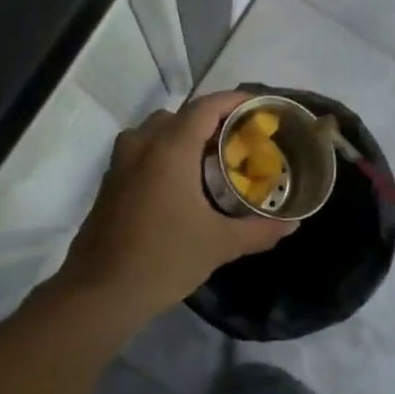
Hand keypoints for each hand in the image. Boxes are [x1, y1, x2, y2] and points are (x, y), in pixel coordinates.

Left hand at [58, 91, 293, 323]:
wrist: (100, 292)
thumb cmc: (164, 260)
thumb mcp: (219, 245)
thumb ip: (259, 230)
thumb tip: (293, 224)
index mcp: (169, 150)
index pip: (205, 107)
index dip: (233, 101)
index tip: (258, 107)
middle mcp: (141, 146)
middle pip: (180, 115)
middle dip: (210, 120)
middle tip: (238, 140)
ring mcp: (120, 163)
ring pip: (154, 132)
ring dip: (182, 136)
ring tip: (209, 160)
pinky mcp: (109, 183)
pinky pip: (140, 151)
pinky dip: (162, 153)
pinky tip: (180, 185)